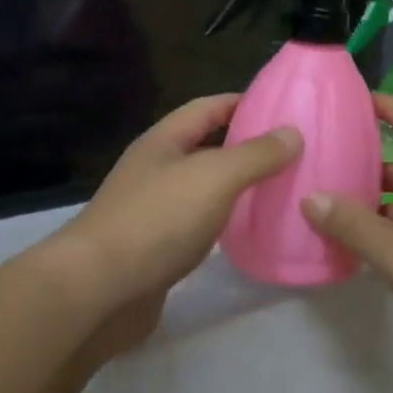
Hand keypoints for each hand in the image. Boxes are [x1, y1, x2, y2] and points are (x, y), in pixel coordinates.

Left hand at [61, 93, 301, 309]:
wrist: (100, 290)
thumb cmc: (157, 220)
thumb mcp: (215, 177)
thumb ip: (256, 154)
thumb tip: (293, 133)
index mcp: (163, 142)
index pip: (207, 108)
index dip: (242, 102)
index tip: (282, 108)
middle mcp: (155, 171)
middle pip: (205, 148)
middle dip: (245, 147)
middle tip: (292, 153)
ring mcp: (152, 211)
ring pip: (203, 189)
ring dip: (236, 188)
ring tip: (279, 190)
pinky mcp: (156, 249)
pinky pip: (198, 225)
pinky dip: (224, 223)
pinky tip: (248, 233)